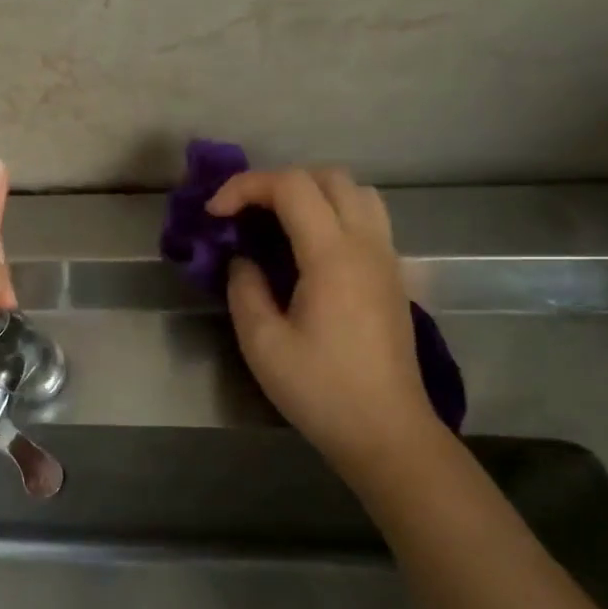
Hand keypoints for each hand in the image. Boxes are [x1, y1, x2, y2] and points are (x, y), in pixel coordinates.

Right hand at [209, 168, 441, 477]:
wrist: (386, 431)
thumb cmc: (321, 390)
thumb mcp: (263, 344)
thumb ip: (245, 289)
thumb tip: (243, 260)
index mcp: (333, 256)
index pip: (291, 186)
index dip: (245, 187)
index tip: (214, 214)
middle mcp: (366, 244)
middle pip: (328, 177)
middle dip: (278, 183)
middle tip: (244, 214)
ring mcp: (387, 258)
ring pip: (356, 192)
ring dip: (312, 193)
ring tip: (277, 223)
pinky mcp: (393, 276)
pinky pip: (367, 219)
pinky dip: (333, 213)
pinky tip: (308, 251)